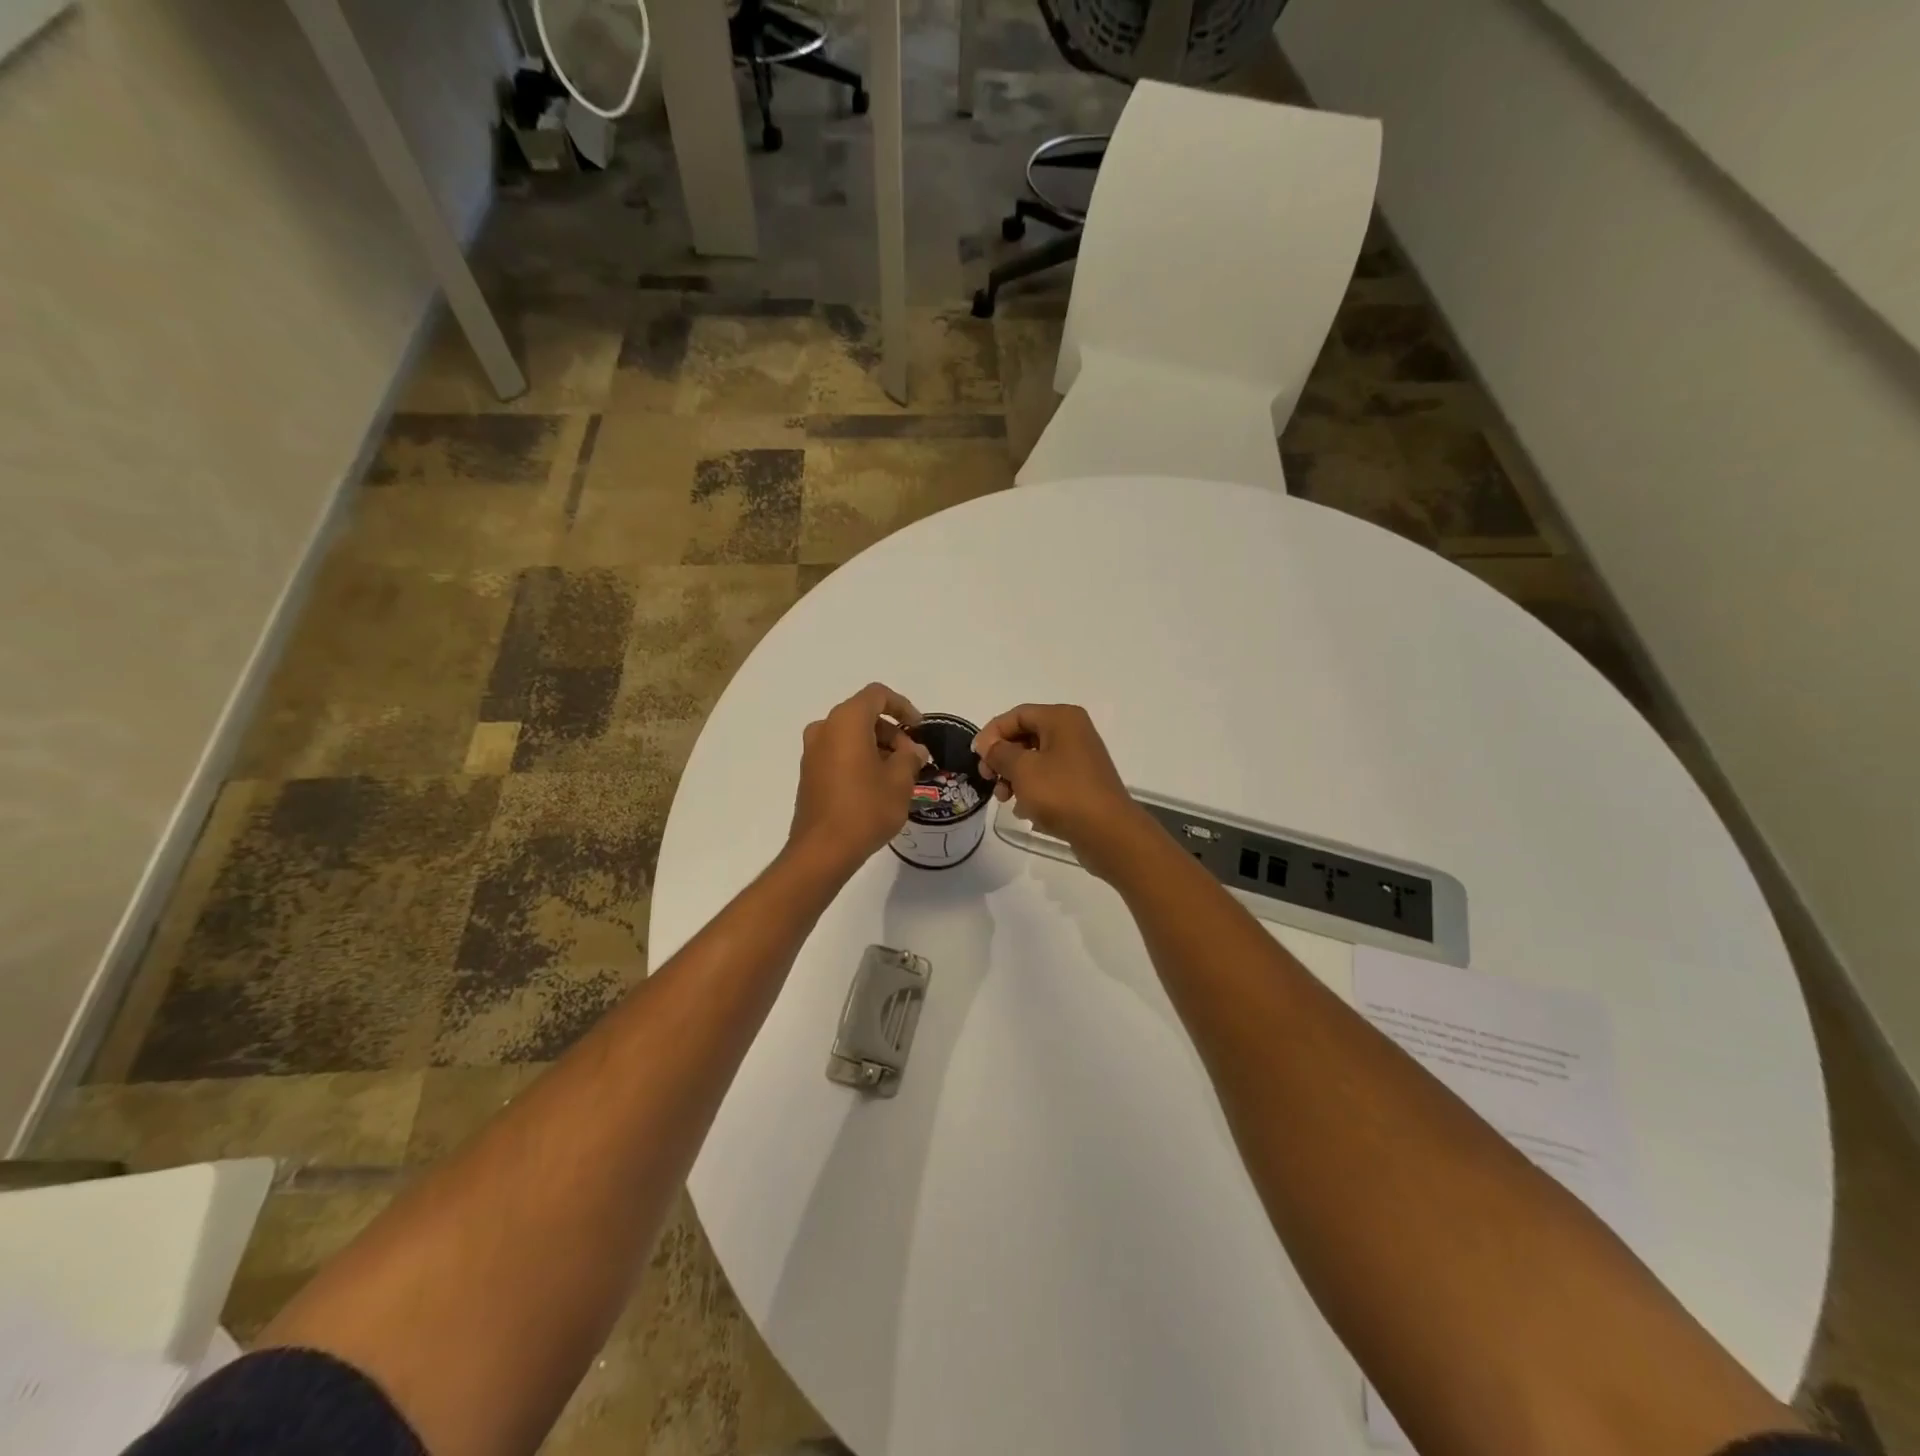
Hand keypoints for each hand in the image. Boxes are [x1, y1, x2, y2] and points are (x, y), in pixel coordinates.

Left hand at [790, 683, 931, 874]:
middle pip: (863, 714)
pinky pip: (838, 752)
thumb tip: (913, 751)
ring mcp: (812, 751)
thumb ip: (910, 758)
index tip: (919, 728)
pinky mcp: (808, 772)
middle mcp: (824, 728)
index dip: (903, 706)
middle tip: (911, 757)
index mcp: (847, 721)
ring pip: (850, 734)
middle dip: (891, 730)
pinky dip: (859, 757)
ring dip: (876, 745)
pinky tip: (876, 784)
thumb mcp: (900, 782)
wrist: (822, 850)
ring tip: (898, 773)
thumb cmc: (866, 809)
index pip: (877, 695)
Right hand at [973, 704, 1154, 877]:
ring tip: (1004, 799)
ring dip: (1014, 776)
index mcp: (1061, 719)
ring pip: (1035, 759)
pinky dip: (1032, 789)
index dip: (992, 733)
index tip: (976, 757)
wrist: (1108, 833)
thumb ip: (999, 752)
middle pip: (1025, 736)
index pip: (1016, 715)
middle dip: (1002, 757)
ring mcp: (1079, 758)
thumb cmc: (1062, 793)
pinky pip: (1049, 778)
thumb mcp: (1023, 769)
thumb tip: (987, 744)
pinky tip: (1023, 809)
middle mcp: (1073, 732)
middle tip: (988, 779)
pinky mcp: (1082, 783)